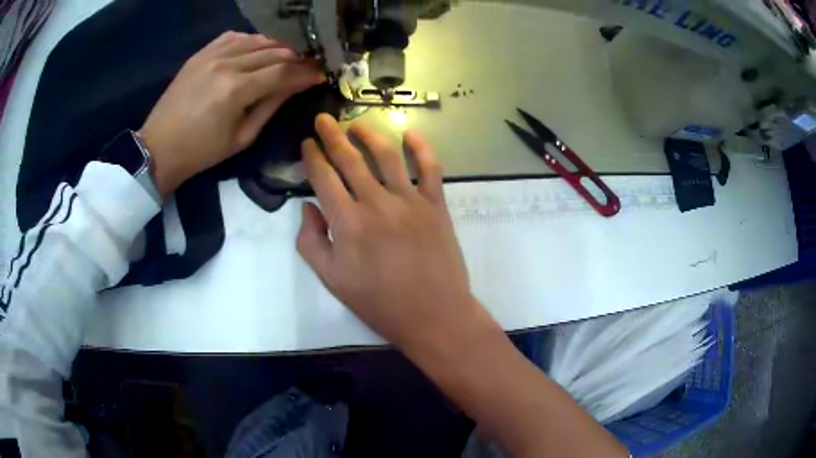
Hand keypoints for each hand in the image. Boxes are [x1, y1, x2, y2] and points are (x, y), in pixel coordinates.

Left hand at [139, 31, 323, 197]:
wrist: (158, 148)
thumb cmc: (201, 152)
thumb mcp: (242, 138)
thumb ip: (271, 107)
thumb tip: (296, 86)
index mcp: (236, 90)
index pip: (282, 72)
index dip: (305, 72)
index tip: (321, 74)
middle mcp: (226, 64)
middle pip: (272, 52)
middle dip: (296, 58)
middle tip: (308, 66)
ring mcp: (211, 55)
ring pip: (255, 40)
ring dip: (276, 47)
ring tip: (286, 57)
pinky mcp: (200, 54)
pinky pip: (233, 36)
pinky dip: (250, 40)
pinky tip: (257, 48)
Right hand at [297, 114, 488, 349]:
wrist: (433, 314)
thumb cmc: (378, 302)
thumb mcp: (331, 279)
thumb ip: (310, 241)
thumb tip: (307, 206)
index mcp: (347, 222)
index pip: (323, 177)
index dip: (312, 156)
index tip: (307, 143)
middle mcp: (376, 202)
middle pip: (350, 159)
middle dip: (333, 135)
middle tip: (324, 119)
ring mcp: (410, 201)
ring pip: (386, 155)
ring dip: (369, 134)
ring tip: (356, 123)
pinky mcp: (436, 205)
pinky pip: (430, 168)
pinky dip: (421, 148)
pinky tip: (410, 134)